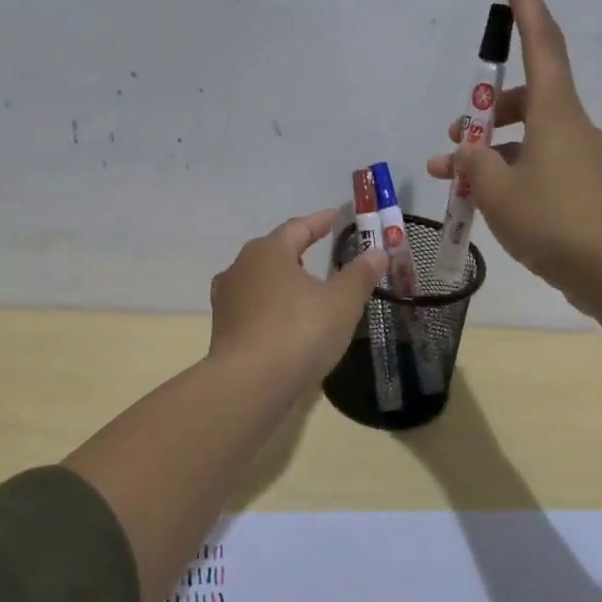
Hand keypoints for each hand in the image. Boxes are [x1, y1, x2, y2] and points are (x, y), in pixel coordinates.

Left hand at [208, 210, 387, 386]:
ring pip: (260, 279)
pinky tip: (285, 320)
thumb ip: (360, 274)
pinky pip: (253, 307)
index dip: (320, 221)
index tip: (336, 216)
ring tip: (303, 285)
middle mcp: (241, 267)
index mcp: (269, 251)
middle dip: (297, 248)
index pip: (298, 227)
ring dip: (282, 279)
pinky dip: (272, 306)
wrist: (249, 385)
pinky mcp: (223, 329)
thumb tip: (377, 251)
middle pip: (274, 250)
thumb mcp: (341, 302)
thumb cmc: (299, 332)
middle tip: (319, 248)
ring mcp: (228, 299)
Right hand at [427, 0, 601, 315]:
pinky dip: (507, 172)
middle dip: (485, 109)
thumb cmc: (555, 221)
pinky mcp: (580, 188)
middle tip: (452, 135)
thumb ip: (474, 165)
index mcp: (555, 112)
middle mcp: (570, 126)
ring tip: (452, 179)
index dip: (526, 3)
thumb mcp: (498, 191)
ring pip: (526, 136)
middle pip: (526, 96)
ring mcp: (578, 158)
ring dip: (488, 149)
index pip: (541, 41)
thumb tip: (466, 154)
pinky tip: (484, 202)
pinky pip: (535, 164)